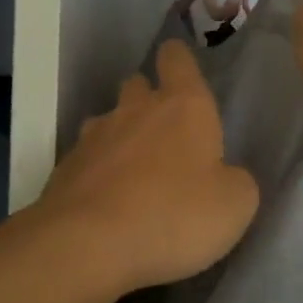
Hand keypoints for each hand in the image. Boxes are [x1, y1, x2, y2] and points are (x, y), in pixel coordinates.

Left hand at [36, 39, 259, 293]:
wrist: (88, 244)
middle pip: (137, 84)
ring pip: (108, 120)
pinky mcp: (66, 168)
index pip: (177, 59)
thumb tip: (225, 175)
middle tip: (165, 130)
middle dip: (148, 98)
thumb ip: (236, 180)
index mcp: (183, 106)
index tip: (181, 68)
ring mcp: (94, 137)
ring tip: (133, 169)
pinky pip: (87, 158)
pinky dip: (98, 171)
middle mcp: (135, 109)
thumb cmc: (175, 215)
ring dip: (121, 135)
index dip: (179, 59)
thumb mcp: (235, 205)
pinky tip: (107, 199)